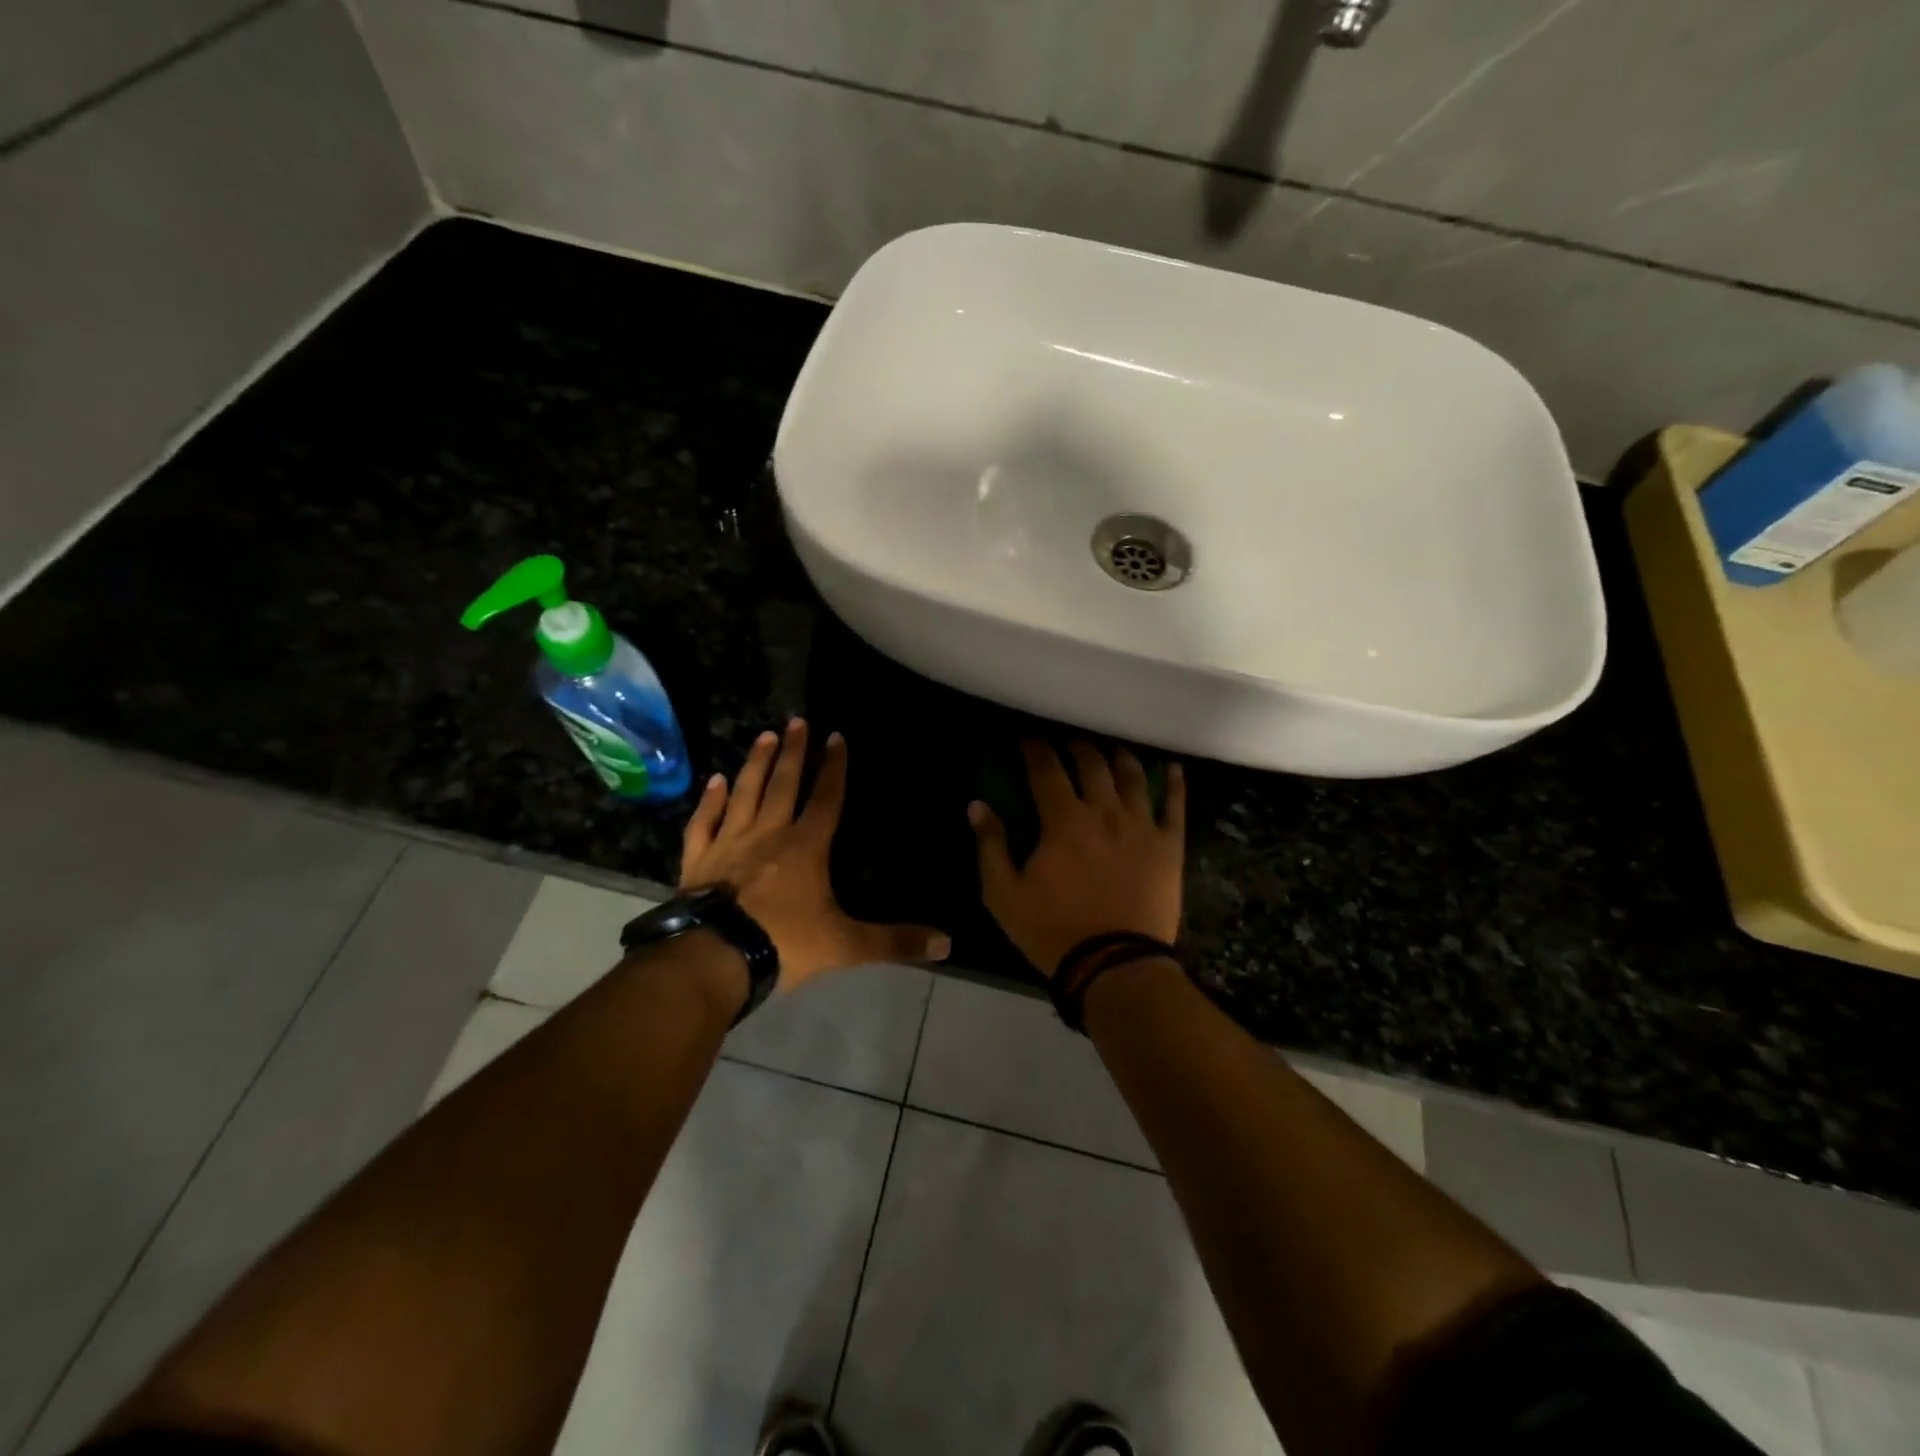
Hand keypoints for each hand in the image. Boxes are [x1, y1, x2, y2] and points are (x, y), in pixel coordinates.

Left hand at [679, 719, 948, 991]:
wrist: (715, 958)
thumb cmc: (784, 944)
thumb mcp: (846, 945)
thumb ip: (894, 941)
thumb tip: (947, 944)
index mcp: (805, 848)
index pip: (825, 799)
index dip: (834, 768)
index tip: (836, 737)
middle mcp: (768, 834)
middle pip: (783, 785)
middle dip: (793, 752)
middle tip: (796, 721)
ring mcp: (729, 843)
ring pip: (745, 793)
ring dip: (756, 764)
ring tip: (764, 735)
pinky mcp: (699, 860)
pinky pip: (705, 822)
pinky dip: (710, 800)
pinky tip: (715, 781)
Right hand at [970, 741, 1185, 977]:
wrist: (1115, 967)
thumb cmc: (1053, 932)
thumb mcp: (1004, 895)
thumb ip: (991, 846)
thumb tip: (977, 805)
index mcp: (1064, 821)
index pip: (1046, 769)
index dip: (1035, 749)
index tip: (1028, 740)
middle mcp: (1105, 812)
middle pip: (1092, 764)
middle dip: (1076, 748)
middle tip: (1067, 746)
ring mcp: (1141, 826)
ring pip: (1132, 777)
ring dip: (1118, 758)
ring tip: (1112, 752)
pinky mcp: (1169, 846)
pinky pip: (1175, 805)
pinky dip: (1173, 783)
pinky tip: (1171, 768)